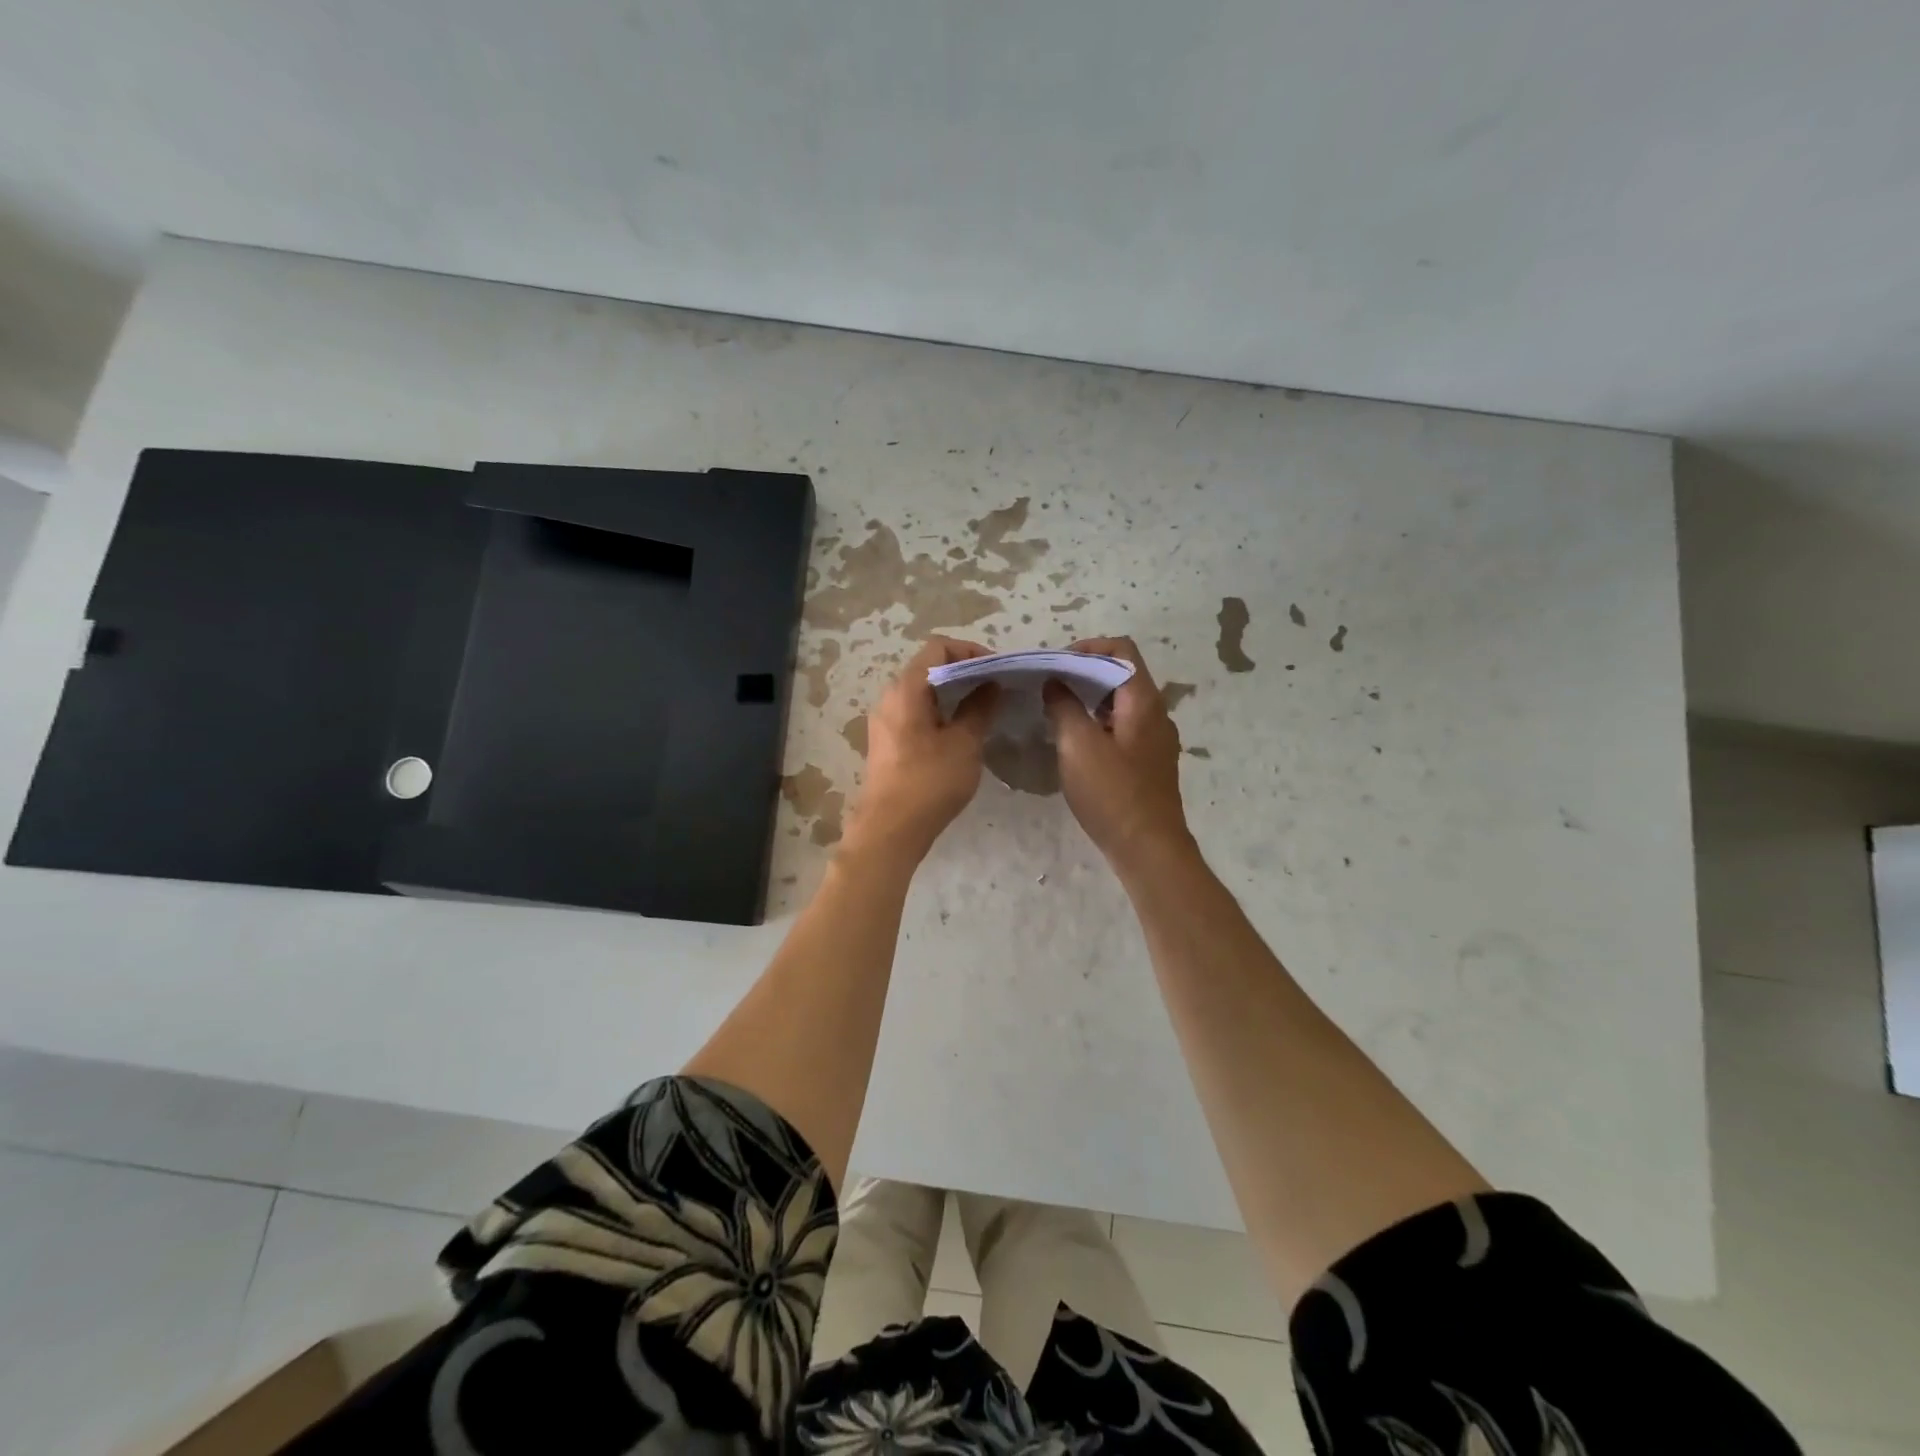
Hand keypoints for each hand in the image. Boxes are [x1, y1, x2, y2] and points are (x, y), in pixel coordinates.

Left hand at [846, 636, 999, 859]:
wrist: (889, 831)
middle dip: (964, 672)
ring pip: (922, 692)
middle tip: (995, 688)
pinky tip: (961, 732)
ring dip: (953, 694)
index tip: (997, 669)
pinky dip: (940, 712)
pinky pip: (915, 712)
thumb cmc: (929, 783)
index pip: (938, 646)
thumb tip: (991, 684)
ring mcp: (885, 720)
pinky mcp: (887, 741)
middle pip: (928, 666)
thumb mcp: (964, 743)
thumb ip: (979, 708)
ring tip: (983, 709)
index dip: (971, 651)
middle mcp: (890, 697)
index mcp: (906, 689)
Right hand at [1044, 637, 1192, 868]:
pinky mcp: (1148, 763)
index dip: (1087, 647)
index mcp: (1143, 700)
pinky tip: (1075, 744)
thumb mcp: (1078, 745)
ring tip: (1056, 713)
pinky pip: (1122, 728)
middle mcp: (1156, 713)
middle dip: (1083, 673)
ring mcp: (1155, 740)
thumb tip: (1055, 682)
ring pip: (1120, 703)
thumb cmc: (1113, 793)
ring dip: (1089, 700)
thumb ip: (1064, 706)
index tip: (1056, 665)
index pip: (1121, 648)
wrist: (1149, 849)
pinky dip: (1098, 723)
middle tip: (1049, 687)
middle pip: (1121, 674)